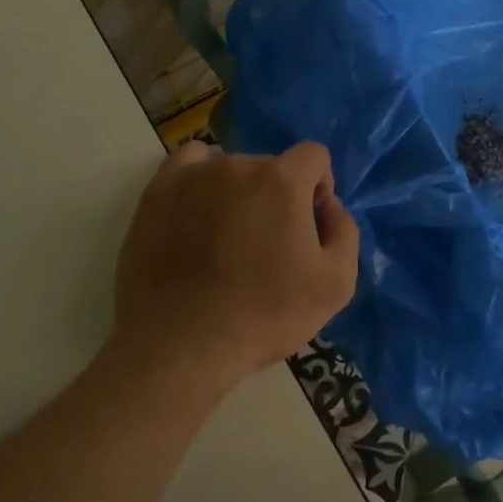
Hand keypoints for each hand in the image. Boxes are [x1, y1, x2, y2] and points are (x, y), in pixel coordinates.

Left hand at [111, 141, 358, 396]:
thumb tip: (329, 205)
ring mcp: (193, 176)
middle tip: (267, 243)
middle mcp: (238, 165)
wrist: (181, 346)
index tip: (309, 222)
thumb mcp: (336, 285)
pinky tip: (199, 211)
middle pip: (271, 166)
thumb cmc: (265, 315)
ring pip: (231, 169)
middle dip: (278, 195)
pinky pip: (188, 166)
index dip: (319, 185)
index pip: (314, 156)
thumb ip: (345, 231)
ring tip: (227, 238)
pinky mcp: (157, 193)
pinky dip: (200, 180)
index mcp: (283, 181)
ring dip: (239, 192)